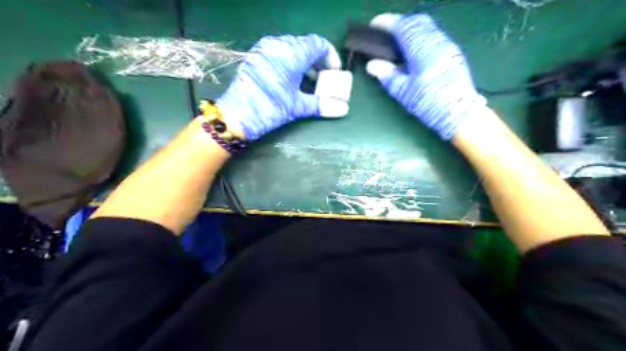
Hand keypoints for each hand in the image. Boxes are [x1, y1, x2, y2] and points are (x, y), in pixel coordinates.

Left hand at [217, 34, 341, 139]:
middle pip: (306, 45)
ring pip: (292, 48)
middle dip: (318, 60)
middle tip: (324, 77)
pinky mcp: (256, 56)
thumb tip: (343, 109)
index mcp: (292, 54)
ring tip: (310, 80)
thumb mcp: (297, 106)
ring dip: (305, 61)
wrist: (236, 115)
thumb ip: (322, 105)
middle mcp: (278, 45)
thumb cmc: (270, 108)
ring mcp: (265, 49)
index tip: (334, 72)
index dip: (330, 56)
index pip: (318, 44)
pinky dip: (291, 62)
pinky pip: (279, 52)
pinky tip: (292, 78)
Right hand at [365, 14, 486, 139]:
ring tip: (398, 42)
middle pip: (417, 21)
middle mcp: (436, 42)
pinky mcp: (453, 53)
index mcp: (422, 50)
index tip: (374, 24)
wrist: (460, 113)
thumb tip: (372, 65)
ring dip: (411, 28)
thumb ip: (387, 75)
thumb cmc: (430, 103)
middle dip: (400, 23)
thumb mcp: (404, 92)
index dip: (387, 22)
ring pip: (428, 26)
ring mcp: (447, 46)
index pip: (403, 26)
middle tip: (386, 33)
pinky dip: (421, 36)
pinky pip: (434, 35)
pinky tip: (414, 50)